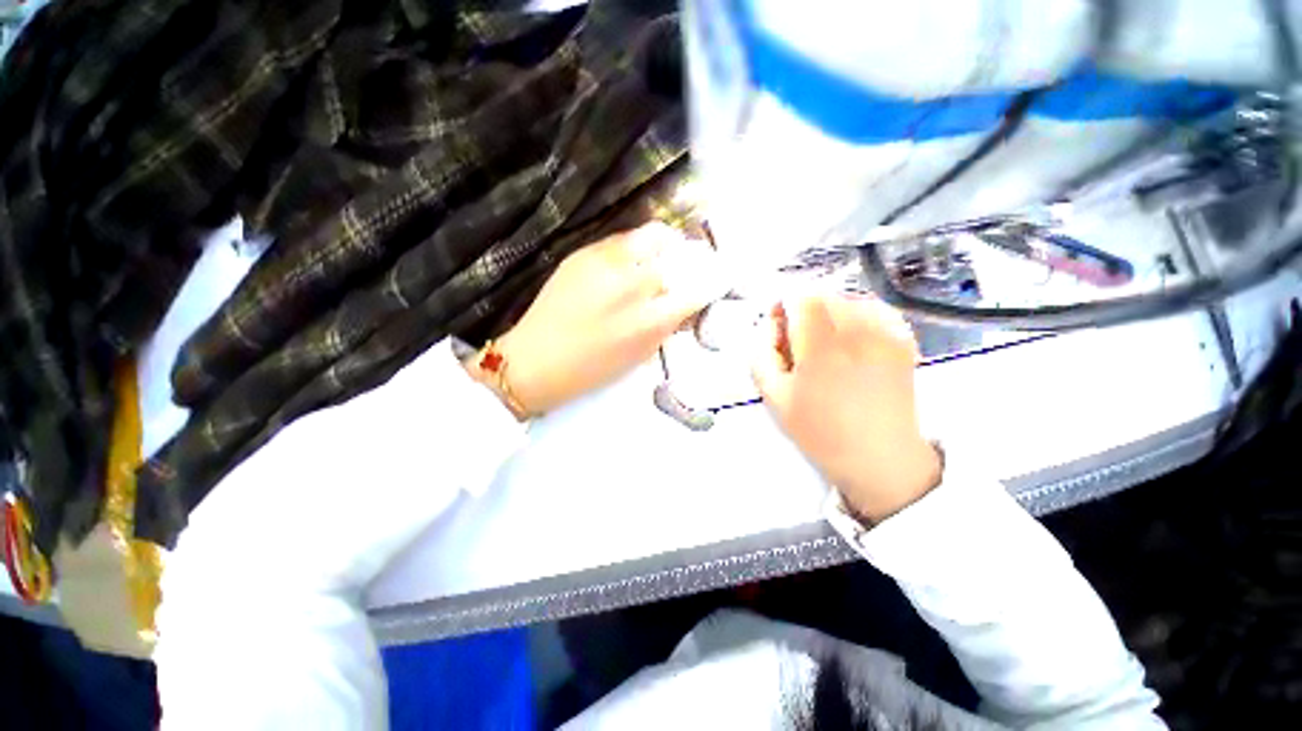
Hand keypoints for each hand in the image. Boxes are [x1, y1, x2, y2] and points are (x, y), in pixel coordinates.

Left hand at [469, 223, 727, 417]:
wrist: (535, 361)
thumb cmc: (592, 369)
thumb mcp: (640, 354)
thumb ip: (667, 325)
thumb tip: (685, 302)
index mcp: (651, 320)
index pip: (697, 290)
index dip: (711, 281)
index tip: (714, 279)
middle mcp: (634, 284)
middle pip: (678, 255)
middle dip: (686, 261)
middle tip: (681, 269)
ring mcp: (607, 262)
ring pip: (652, 235)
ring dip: (662, 246)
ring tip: (656, 258)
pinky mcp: (584, 252)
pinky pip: (622, 240)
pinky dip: (634, 248)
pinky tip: (626, 263)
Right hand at [751, 294, 940, 522]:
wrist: (880, 456)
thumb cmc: (820, 430)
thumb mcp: (774, 397)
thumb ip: (760, 355)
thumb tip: (768, 325)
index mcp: (822, 347)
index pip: (800, 297)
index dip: (782, 305)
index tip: (777, 327)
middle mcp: (857, 331)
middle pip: (823, 294)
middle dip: (803, 309)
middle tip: (798, 340)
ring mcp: (885, 333)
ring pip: (848, 298)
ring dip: (828, 312)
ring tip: (824, 342)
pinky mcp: (902, 340)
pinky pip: (873, 308)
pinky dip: (855, 314)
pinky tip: (850, 340)